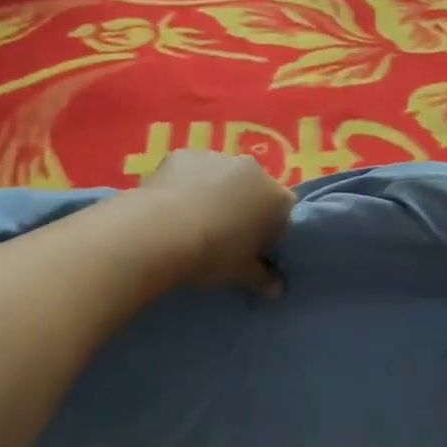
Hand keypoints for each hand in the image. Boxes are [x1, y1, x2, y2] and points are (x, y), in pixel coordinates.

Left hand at [136, 150, 295, 294]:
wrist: (160, 231)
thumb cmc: (213, 253)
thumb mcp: (241, 272)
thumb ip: (263, 278)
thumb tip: (278, 291)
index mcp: (275, 197)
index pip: (285, 211)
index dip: (272, 230)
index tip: (256, 248)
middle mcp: (251, 169)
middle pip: (254, 188)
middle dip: (244, 207)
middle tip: (225, 235)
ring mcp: (216, 157)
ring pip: (222, 176)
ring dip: (214, 193)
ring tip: (193, 222)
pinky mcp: (183, 155)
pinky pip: (191, 170)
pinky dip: (186, 184)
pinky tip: (171, 206)